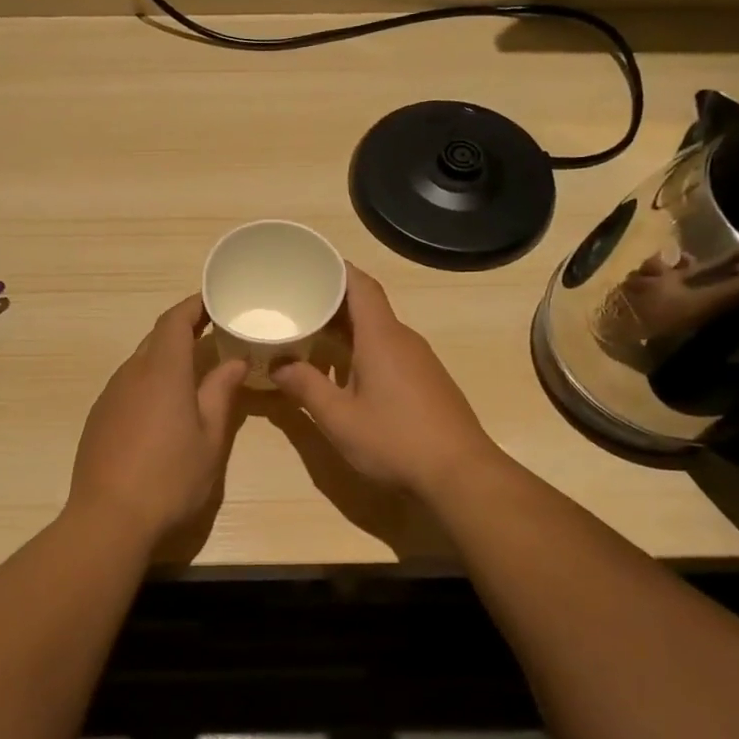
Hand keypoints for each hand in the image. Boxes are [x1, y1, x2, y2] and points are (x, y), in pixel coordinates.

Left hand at [68, 294, 248, 545]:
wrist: (108, 519)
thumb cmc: (170, 478)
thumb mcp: (210, 438)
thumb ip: (221, 393)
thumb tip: (234, 361)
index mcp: (162, 371)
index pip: (175, 320)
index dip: (194, 305)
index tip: (215, 301)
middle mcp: (131, 374)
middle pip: (156, 338)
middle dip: (183, 330)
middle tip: (213, 334)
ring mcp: (110, 396)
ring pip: (140, 362)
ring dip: (166, 358)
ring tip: (194, 371)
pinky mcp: (98, 418)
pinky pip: (127, 385)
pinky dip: (149, 382)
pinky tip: (163, 408)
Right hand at [273, 265, 498, 496]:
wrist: (460, 474)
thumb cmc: (395, 439)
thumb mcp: (339, 418)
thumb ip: (305, 387)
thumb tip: (278, 365)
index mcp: (381, 337)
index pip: (360, 285)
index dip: (335, 269)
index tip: (307, 264)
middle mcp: (403, 339)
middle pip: (367, 305)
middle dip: (332, 300)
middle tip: (295, 301)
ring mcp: (419, 360)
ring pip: (378, 330)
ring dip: (346, 327)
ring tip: (311, 333)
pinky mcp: (426, 381)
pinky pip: (389, 350)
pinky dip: (362, 348)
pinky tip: (344, 370)